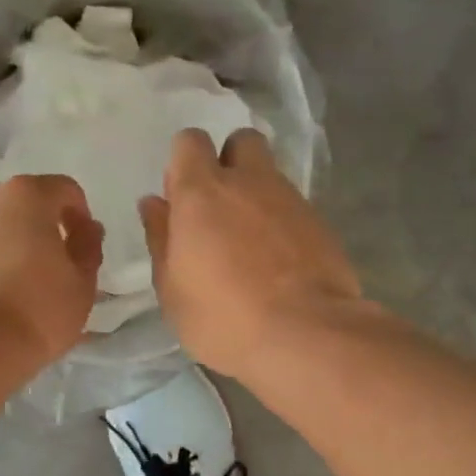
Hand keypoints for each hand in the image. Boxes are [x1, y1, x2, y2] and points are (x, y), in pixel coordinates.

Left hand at [0, 174, 103, 362]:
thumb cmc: (36, 312)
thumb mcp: (82, 286)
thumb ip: (87, 249)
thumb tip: (86, 230)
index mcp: (25, 196)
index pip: (64, 190)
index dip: (78, 217)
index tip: (82, 248)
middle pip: (14, 206)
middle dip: (30, 229)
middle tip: (41, 270)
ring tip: (1, 292)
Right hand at [141, 129, 361, 378]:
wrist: (305, 334)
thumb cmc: (222, 317)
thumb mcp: (172, 289)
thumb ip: (160, 239)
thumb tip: (154, 203)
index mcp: (202, 192)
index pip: (189, 142)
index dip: (184, 162)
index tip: (181, 199)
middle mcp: (248, 182)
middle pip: (240, 141)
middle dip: (229, 162)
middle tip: (220, 207)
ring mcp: (290, 199)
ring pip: (271, 174)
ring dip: (257, 194)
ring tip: (250, 242)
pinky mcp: (321, 223)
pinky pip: (294, 207)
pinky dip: (282, 222)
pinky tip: (279, 262)